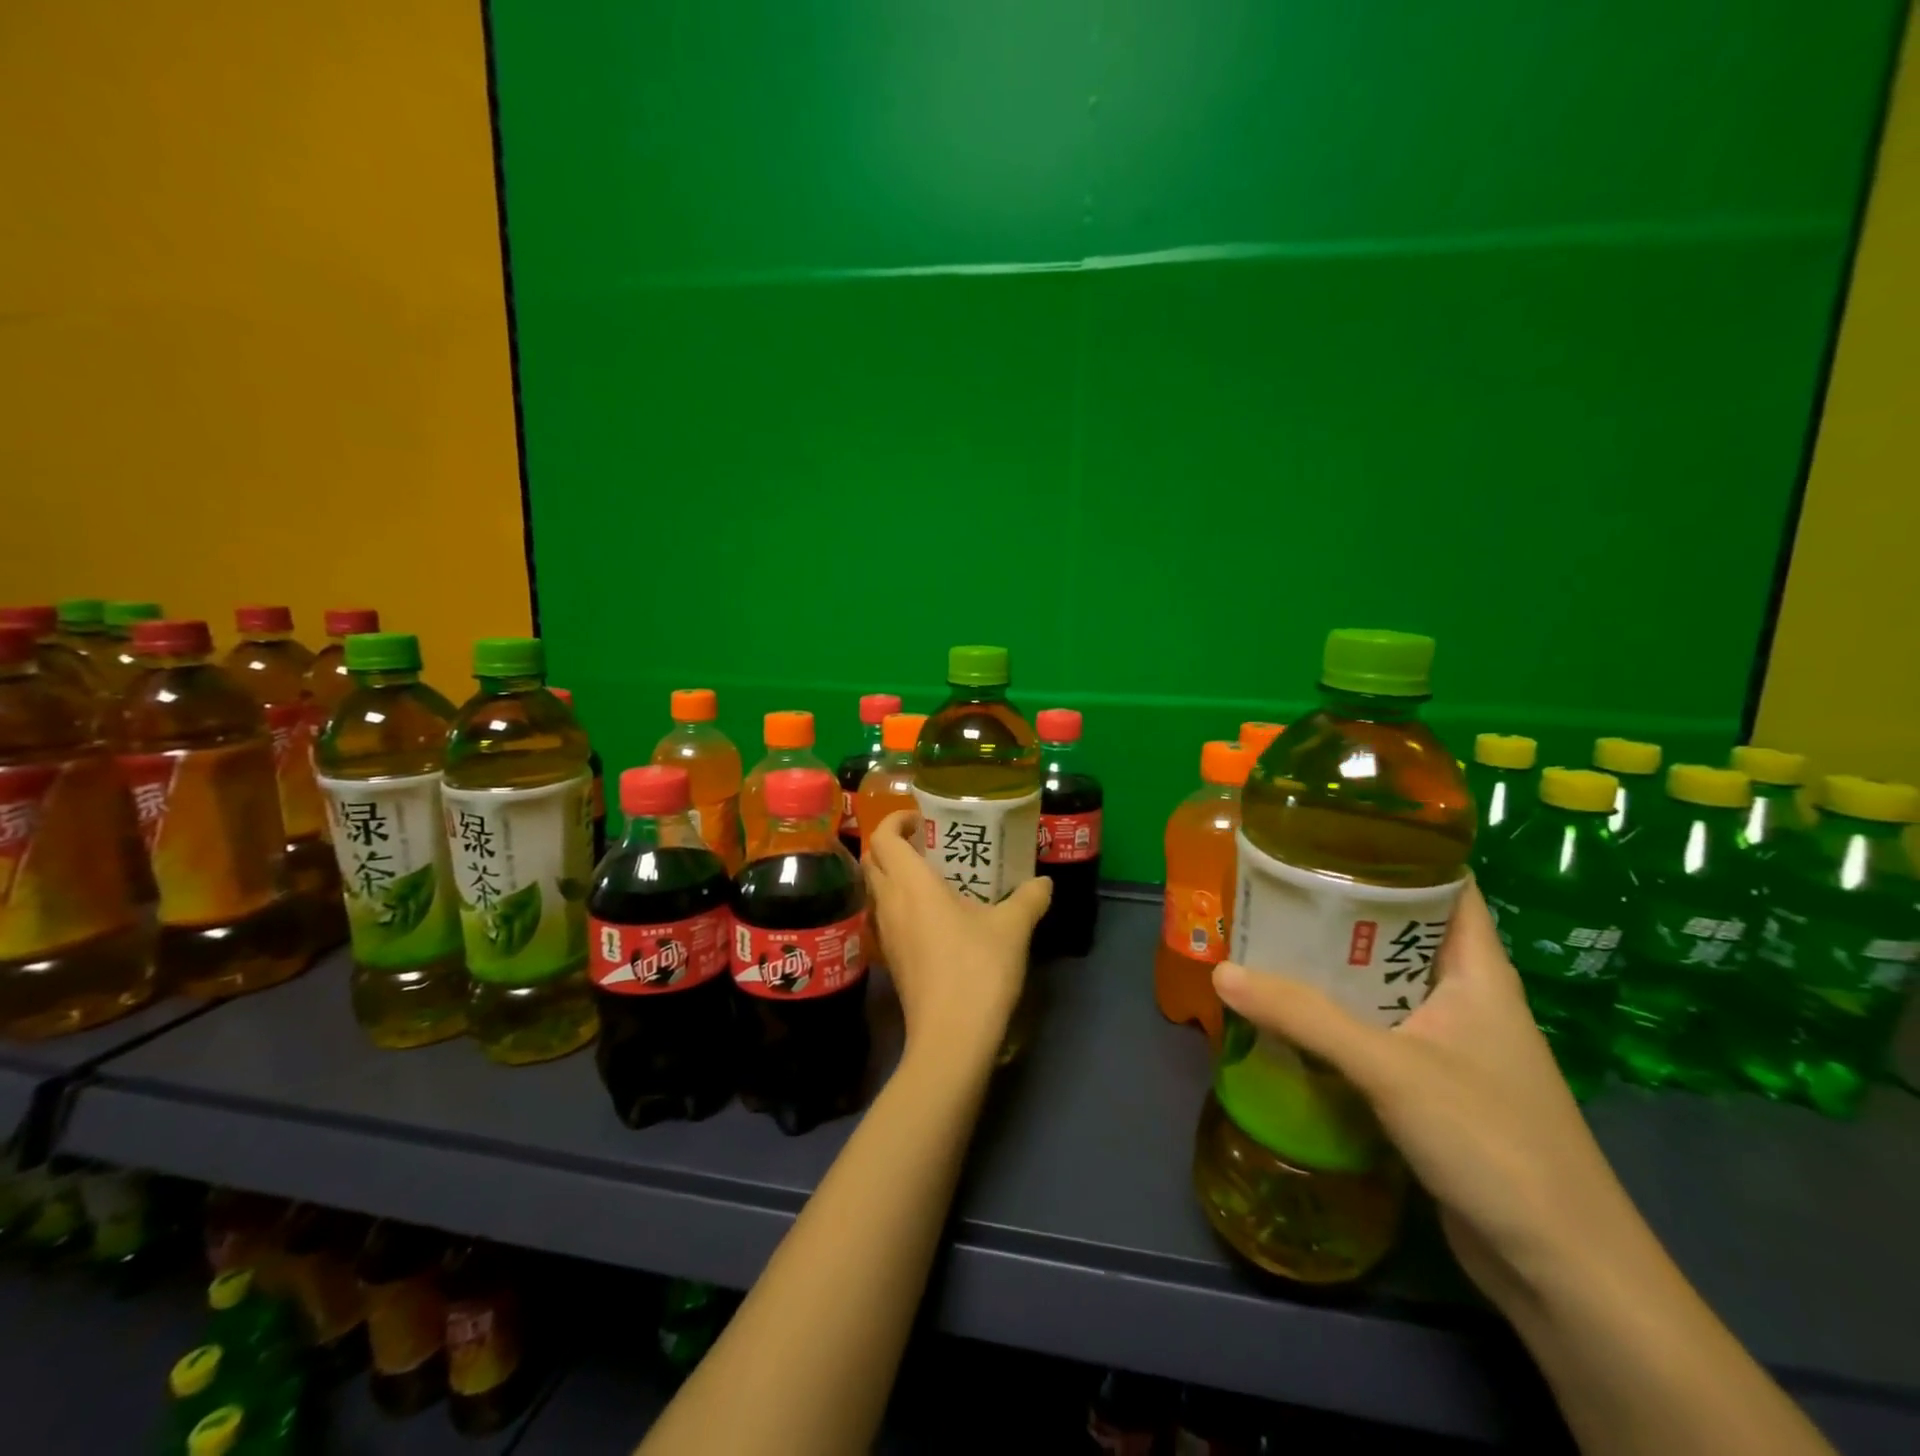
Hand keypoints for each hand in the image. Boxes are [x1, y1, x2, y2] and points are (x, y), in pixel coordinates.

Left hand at [862, 810, 1050, 1069]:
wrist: (951, 1038)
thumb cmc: (977, 970)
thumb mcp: (1013, 929)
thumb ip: (1029, 898)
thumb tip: (1044, 882)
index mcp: (911, 884)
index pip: (884, 836)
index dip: (896, 819)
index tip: (922, 819)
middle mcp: (890, 903)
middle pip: (873, 859)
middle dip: (892, 843)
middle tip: (927, 843)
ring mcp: (885, 934)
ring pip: (876, 889)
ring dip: (893, 874)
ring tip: (932, 876)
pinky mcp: (890, 959)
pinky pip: (885, 916)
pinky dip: (899, 903)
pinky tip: (932, 916)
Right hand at [1212, 880, 1644, 1312]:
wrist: (1562, 1272)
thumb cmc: (1493, 1142)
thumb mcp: (1391, 1068)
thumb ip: (1305, 1018)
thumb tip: (1223, 972)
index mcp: (1478, 972)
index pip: (1447, 886)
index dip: (1399, 853)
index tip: (1333, 834)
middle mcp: (1467, 999)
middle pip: (1402, 934)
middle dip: (1342, 911)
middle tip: (1276, 889)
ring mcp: (1452, 1046)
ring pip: (1383, 987)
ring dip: (1332, 969)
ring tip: (1269, 942)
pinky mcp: (1434, 1088)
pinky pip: (1376, 1033)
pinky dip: (1336, 1020)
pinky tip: (1290, 1016)